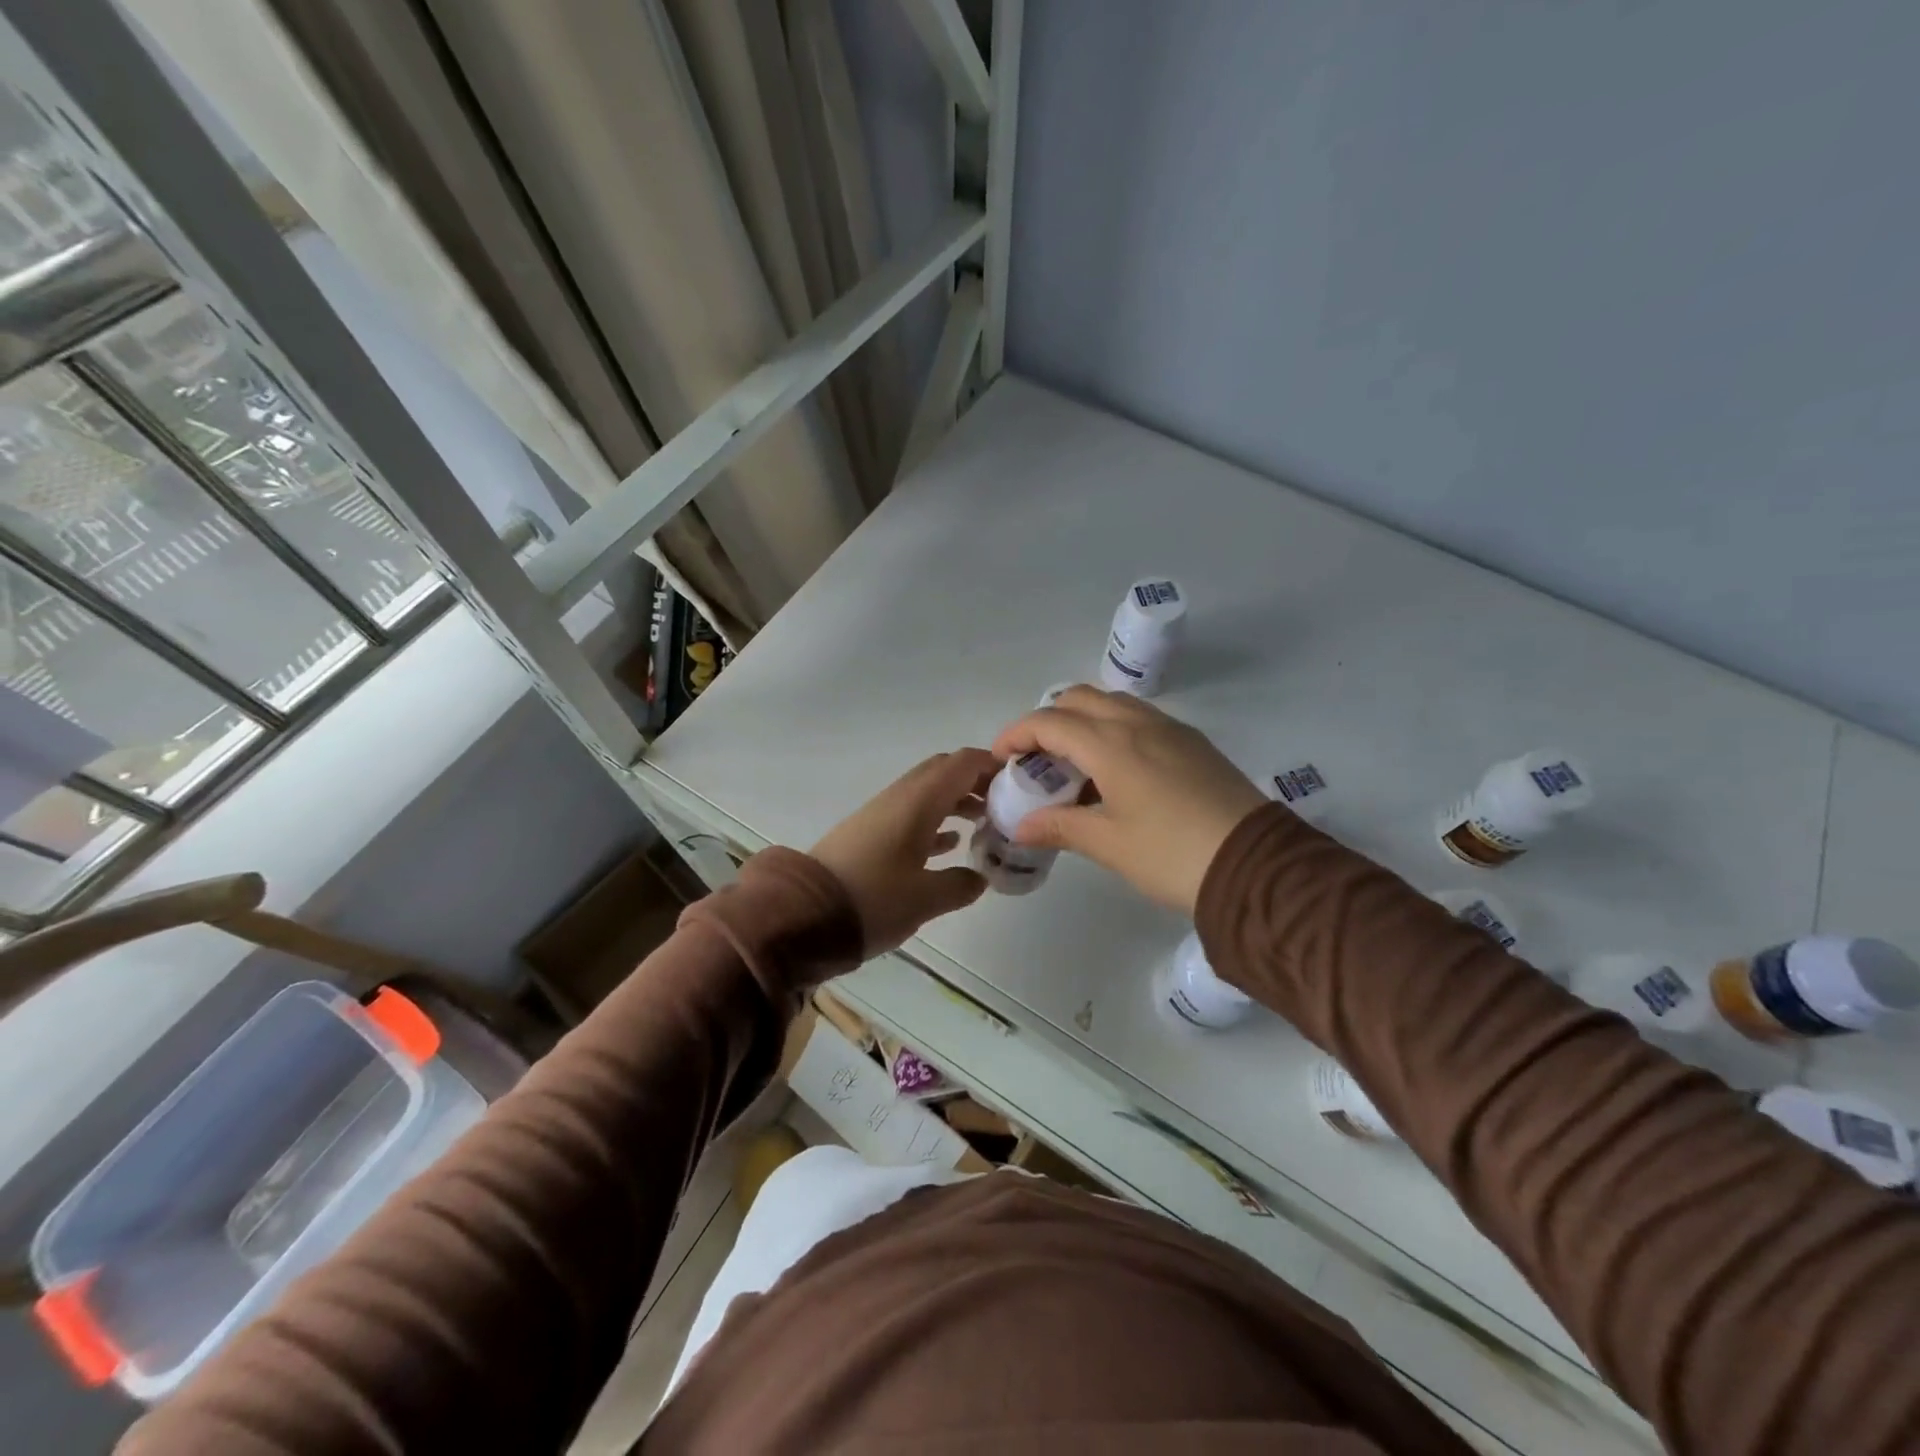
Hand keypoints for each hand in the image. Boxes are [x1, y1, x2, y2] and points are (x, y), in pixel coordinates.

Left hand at [810, 749, 998, 954]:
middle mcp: (900, 797)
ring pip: (928, 794)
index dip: (994, 765)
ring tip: (985, 825)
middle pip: (945, 772)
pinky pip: (912, 815)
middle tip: (1005, 805)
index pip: (963, 763)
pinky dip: (936, 821)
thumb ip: (960, 885)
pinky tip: (950, 845)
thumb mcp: (925, 898)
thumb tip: (980, 878)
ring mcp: (882, 814)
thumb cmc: (872, 900)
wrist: (803, 915)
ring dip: (957, 801)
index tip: (1021, 783)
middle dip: (977, 782)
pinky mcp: (869, 834)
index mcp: (918, 801)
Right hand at [991, 686, 1266, 912]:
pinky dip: (1113, 729)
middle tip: (1037, 758)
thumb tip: (1021, 827)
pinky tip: (1116, 771)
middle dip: (1048, 720)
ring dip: (1083, 721)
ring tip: (1074, 764)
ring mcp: (1171, 729)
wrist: (1256, 866)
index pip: (1050, 721)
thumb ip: (1060, 827)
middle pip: (1080, 698)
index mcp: (1112, 744)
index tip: (1001, 758)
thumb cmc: (1171, 854)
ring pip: (1113, 704)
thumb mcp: (1109, 844)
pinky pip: (1140, 719)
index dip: (1017, 734)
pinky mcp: (1193, 743)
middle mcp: (1139, 724)